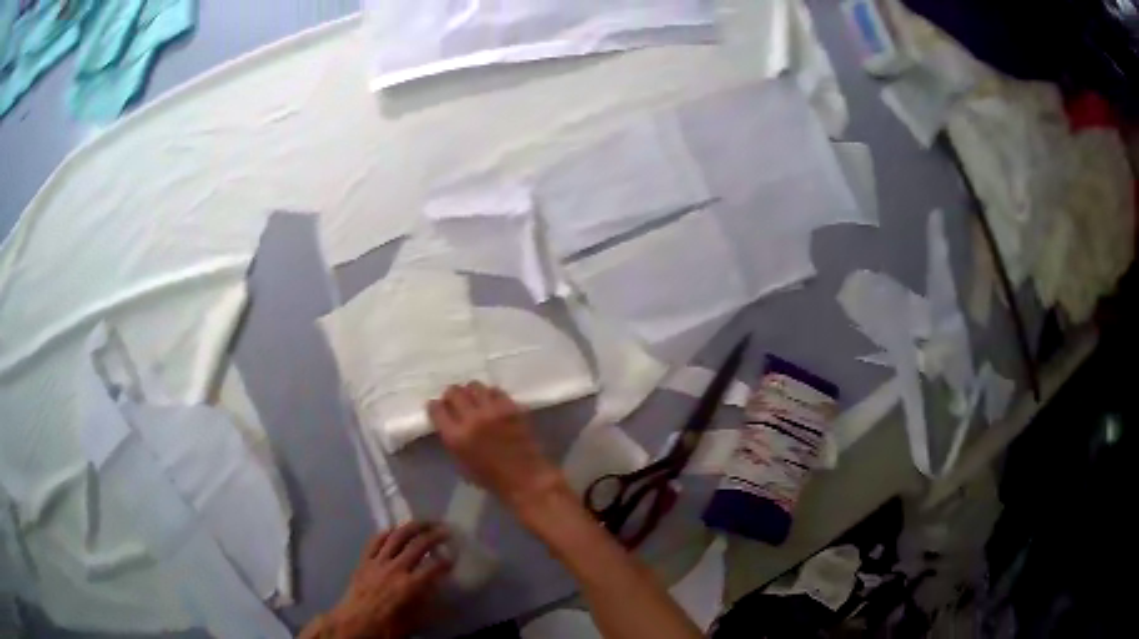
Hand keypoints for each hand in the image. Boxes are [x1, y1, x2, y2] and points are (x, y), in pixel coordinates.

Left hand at [315, 523, 451, 638]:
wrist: (355, 623)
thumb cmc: (387, 627)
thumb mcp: (415, 621)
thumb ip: (427, 602)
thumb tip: (439, 590)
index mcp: (411, 586)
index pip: (435, 566)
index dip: (447, 560)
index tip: (454, 555)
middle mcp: (396, 568)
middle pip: (418, 545)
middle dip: (434, 535)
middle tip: (445, 530)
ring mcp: (378, 562)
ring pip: (397, 537)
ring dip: (413, 527)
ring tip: (424, 522)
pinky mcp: (364, 560)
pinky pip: (375, 541)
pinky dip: (387, 533)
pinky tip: (394, 530)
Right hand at [429, 383, 565, 508]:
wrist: (525, 478)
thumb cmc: (491, 478)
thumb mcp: (461, 462)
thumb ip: (452, 439)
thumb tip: (448, 421)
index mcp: (456, 437)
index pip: (437, 409)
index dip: (435, 406)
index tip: (437, 407)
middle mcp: (472, 420)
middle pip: (454, 392)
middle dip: (451, 395)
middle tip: (455, 401)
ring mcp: (493, 411)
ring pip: (474, 386)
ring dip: (471, 392)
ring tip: (474, 399)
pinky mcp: (511, 408)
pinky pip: (496, 391)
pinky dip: (491, 395)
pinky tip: (492, 403)